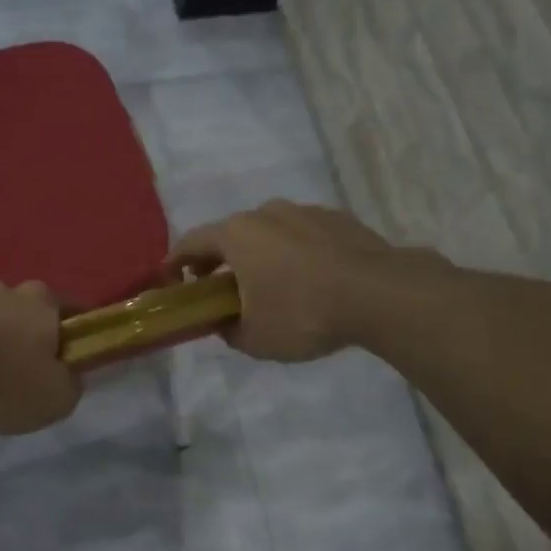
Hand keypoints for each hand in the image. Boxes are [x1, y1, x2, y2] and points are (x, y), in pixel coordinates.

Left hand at [0, 282, 81, 433]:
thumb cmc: (5, 382)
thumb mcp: (57, 398)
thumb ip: (71, 383)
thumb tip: (68, 375)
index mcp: (42, 301)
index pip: (71, 309)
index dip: (75, 333)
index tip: (73, 356)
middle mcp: (5, 290)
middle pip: (27, 309)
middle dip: (30, 332)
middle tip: (28, 367)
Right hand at [166, 201, 395, 361]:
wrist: (379, 294)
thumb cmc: (303, 313)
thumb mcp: (254, 338)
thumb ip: (228, 331)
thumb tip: (225, 323)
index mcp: (237, 235)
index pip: (192, 243)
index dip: (176, 262)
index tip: (170, 279)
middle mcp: (266, 213)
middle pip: (230, 235)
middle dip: (218, 260)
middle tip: (217, 288)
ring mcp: (304, 212)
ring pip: (269, 233)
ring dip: (259, 255)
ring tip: (268, 286)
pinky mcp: (337, 219)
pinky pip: (302, 236)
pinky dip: (293, 253)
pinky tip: (307, 280)